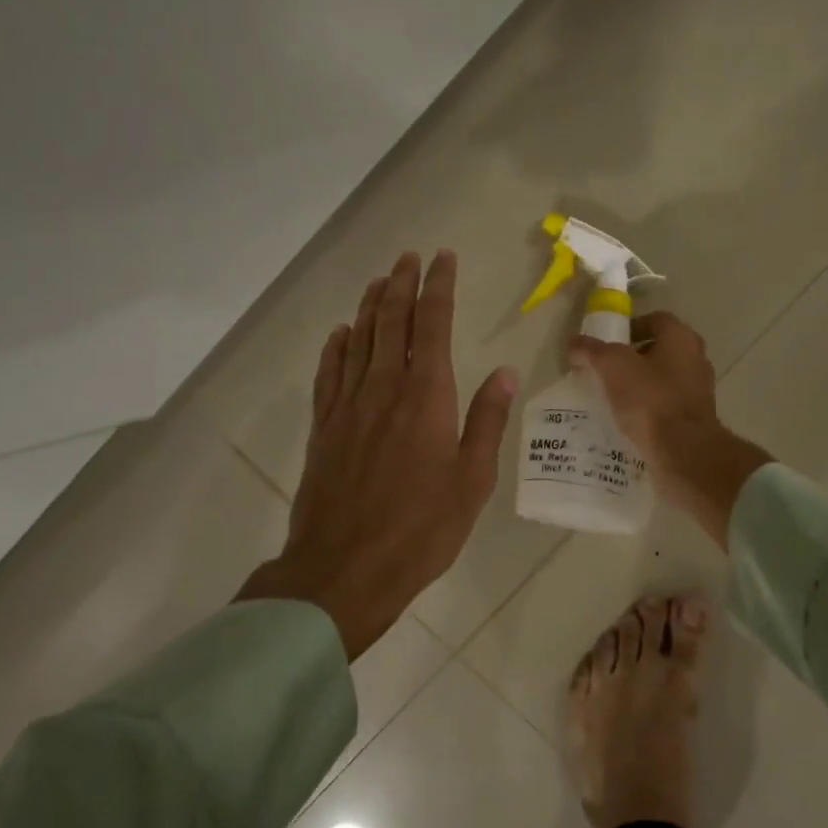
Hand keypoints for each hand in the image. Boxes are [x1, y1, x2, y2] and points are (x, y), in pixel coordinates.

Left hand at [241, 251, 517, 657]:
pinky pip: (329, 374)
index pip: (432, 325)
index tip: (443, 259)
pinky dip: (336, 348)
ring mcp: (348, 407)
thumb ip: (486, 421)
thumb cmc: (421, 529)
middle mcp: (384, 389)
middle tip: (409, 257)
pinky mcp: (324, 428)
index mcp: (426, 397)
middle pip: (391, 322)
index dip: (439, 288)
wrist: (344, 570)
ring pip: (359, 340)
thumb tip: (503, 373)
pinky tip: (341, 334)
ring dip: (370, 306)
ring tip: (380, 281)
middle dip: (402, 284)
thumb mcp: (472, 481)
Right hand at [570, 312, 771, 548]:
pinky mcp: (695, 419)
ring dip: (641, 385)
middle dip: (633, 358)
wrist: (683, 452)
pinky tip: (628, 421)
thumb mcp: (612, 367)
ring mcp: (699, 391)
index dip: (630, 327)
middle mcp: (696, 359)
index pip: (656, 320)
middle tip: (606, 370)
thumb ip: (591, 351)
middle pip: (661, 349)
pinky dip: (649, 409)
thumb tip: (573, 343)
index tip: (608, 344)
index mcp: (681, 338)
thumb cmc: (650, 399)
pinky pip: (667, 406)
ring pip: (664, 379)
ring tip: (612, 397)